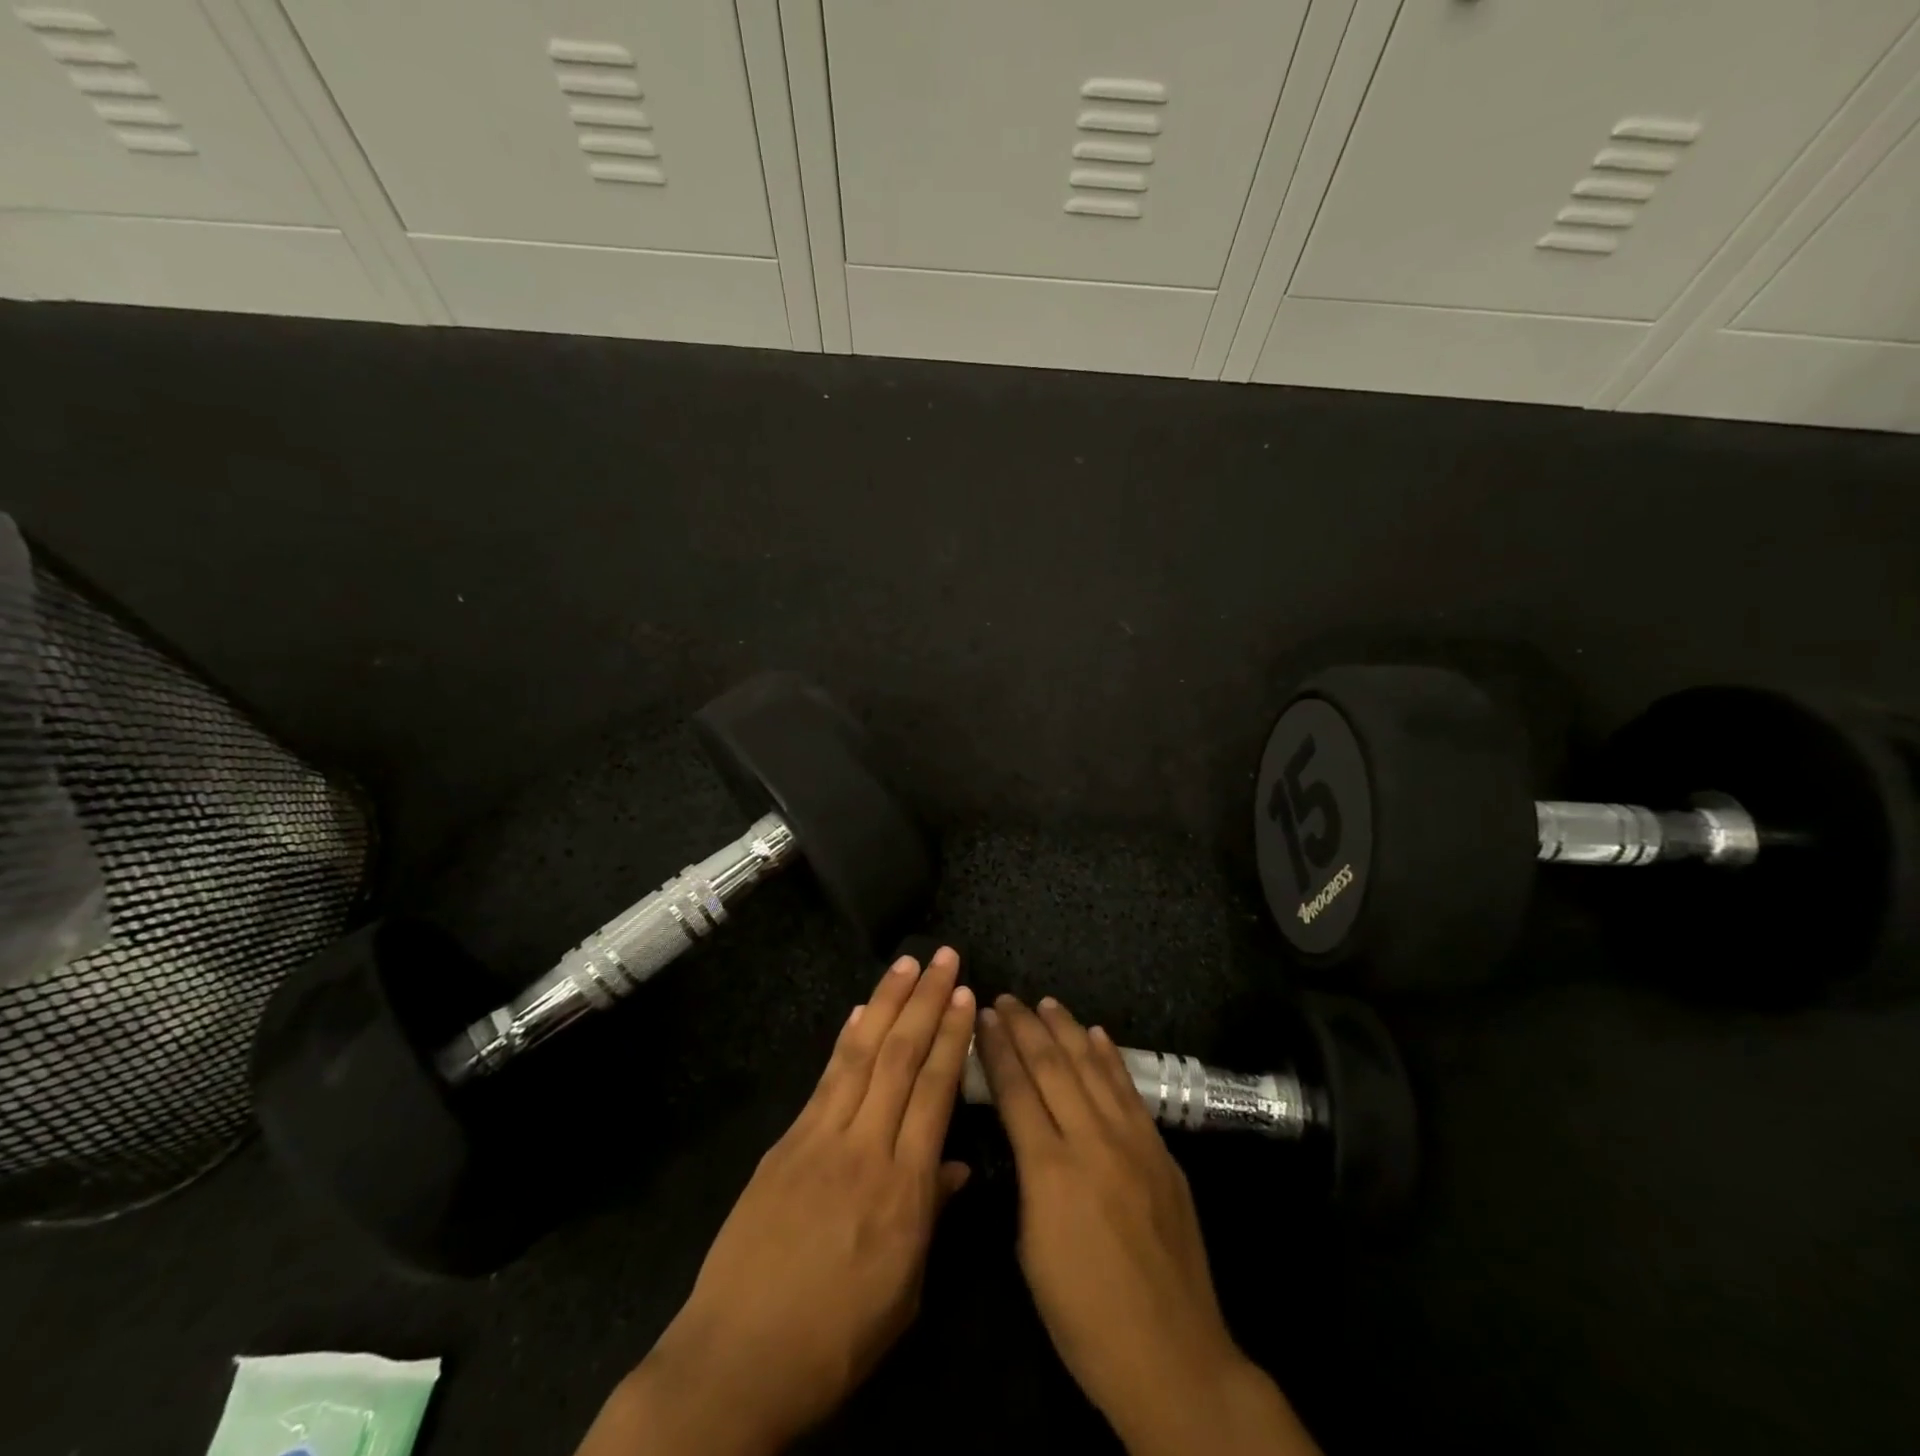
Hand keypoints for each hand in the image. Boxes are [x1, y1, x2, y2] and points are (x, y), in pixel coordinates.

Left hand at [577, 949, 975, 1455]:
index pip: (935, 1092)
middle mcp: (864, 1148)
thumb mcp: (904, 1293)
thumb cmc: (835, 1340)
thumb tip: (958, 1164)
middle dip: (925, 1001)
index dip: (952, 1038)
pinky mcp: (785, 1143)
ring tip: (906, 964)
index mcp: (903, 1190)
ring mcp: (819, 1139)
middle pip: (900, 1058)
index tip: (966, 996)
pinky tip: (859, 1014)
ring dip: (886, 1002)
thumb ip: (932, 1215)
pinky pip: (824, 1079)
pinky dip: (846, 1040)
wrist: (736, 1361)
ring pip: (861, 1055)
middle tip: (945, 957)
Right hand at [975, 995, 1319, 1455]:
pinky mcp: (1161, 1150)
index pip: (1016, 1089)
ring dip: (1067, 1030)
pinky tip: (1098, 1035)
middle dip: (1025, 1026)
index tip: (981, 1018)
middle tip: (1006, 999)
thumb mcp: (1031, 1248)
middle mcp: (1091, 1140)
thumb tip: (1024, 1133)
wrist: (1172, 1356)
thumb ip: (1027, 1177)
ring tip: (1046, 1003)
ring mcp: (1133, 1141)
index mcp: (1049, 1169)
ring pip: (1093, 1067)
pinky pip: (1129, 1091)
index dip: (996, 1049)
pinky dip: (1110, 1058)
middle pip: (1052, 1066)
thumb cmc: (1083, 1316)